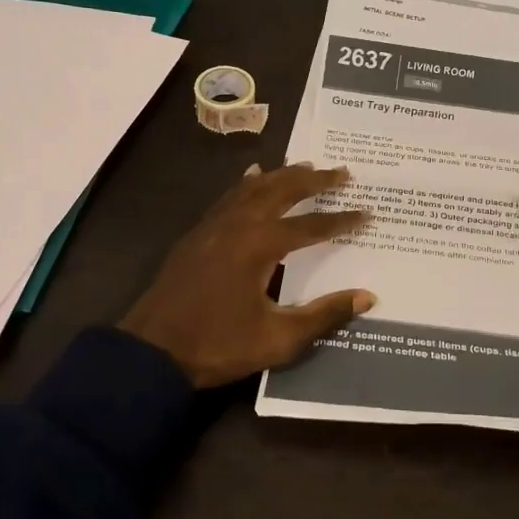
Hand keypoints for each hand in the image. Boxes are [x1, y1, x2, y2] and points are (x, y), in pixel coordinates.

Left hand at [118, 163, 375, 389]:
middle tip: (342, 172)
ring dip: (282, 176)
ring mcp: (214, 226)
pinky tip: (252, 176)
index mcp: (261, 245)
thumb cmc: (218, 345)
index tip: (367, 212)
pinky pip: (229, 197)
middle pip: (282, 191)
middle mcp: (239, 224)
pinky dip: (247, 183)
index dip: (342, 220)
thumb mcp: (279, 339)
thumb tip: (367, 296)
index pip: (311, 225)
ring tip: (305, 166)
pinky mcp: (197, 234)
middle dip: (314, 181)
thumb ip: (324, 315)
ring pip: (254, 188)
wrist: (151, 352)